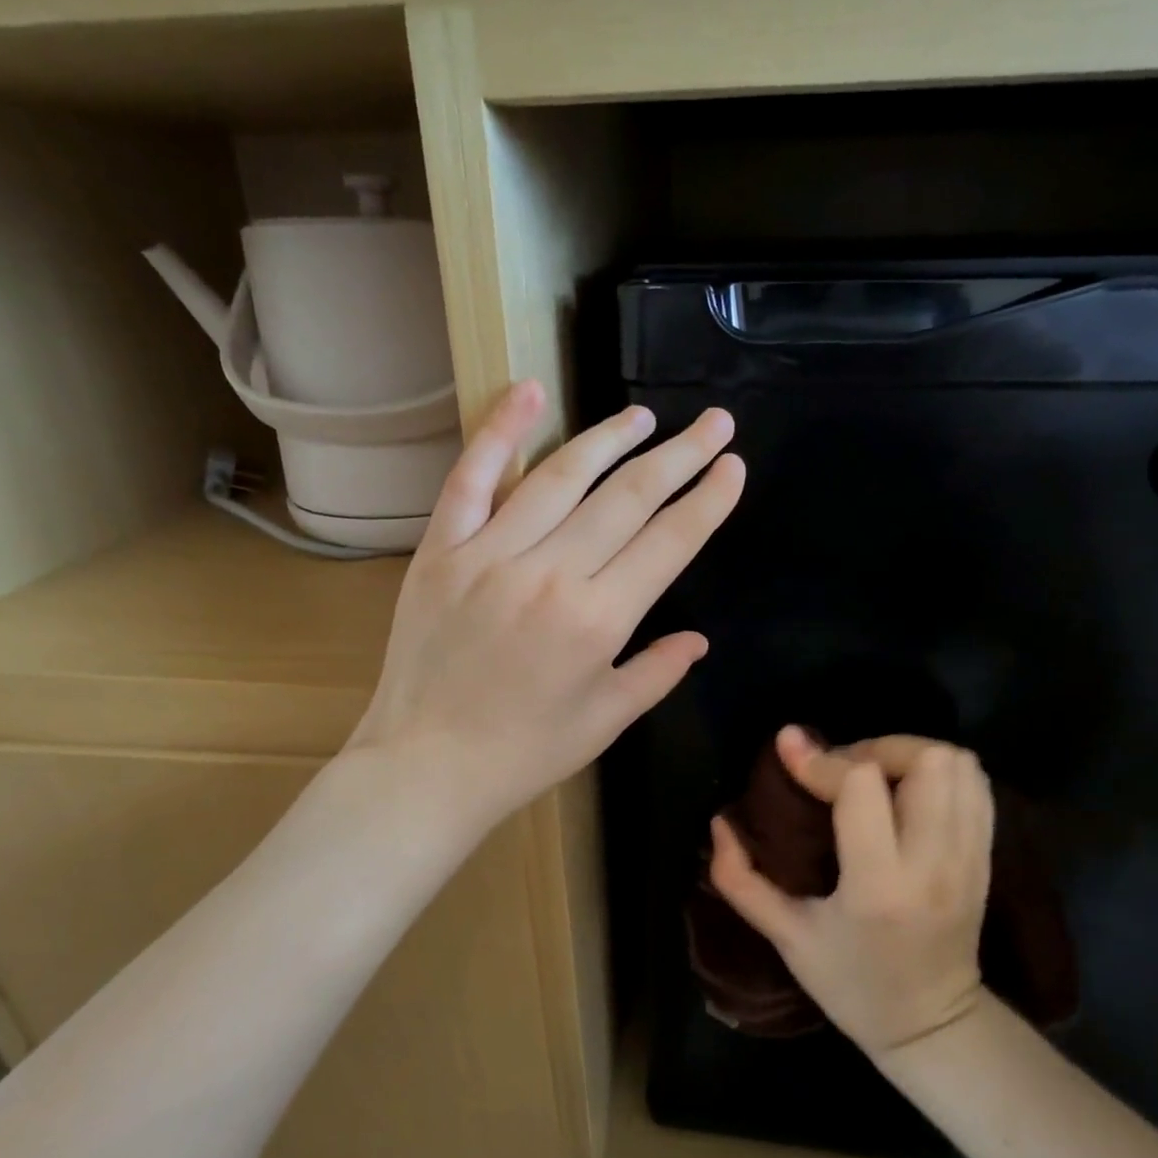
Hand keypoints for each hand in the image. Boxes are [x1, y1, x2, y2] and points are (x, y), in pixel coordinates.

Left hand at [349, 379, 744, 828]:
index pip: (668, 542)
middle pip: (626, 498)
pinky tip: (528, 391)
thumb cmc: (525, 752)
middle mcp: (550, 574)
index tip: (731, 466)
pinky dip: (498, 432)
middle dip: (679, 456)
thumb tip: (698, 639)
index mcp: (598, 620)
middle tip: (713, 422)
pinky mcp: (442, 550)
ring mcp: (490, 555)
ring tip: (643, 417)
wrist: (426, 765)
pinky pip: (472, 478)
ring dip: (609, 439)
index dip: (707, 500)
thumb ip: (657, 673)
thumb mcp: (605, 721)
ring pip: (561, 477)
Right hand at [711, 727, 994, 1058]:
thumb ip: (741, 880)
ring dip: (909, 754)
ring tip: (874, 775)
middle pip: (925, 761)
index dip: (820, 759)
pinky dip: (940, 771)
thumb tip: (719, 823)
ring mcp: (969, 858)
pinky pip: (975, 786)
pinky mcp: (986, 857)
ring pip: (958, 765)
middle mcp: (933, 863)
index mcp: (879, 886)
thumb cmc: (851, 985)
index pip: (861, 787)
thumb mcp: (786, 938)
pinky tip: (907, 790)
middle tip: (842, 768)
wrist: (932, 1029)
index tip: (788, 746)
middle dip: (875, 748)